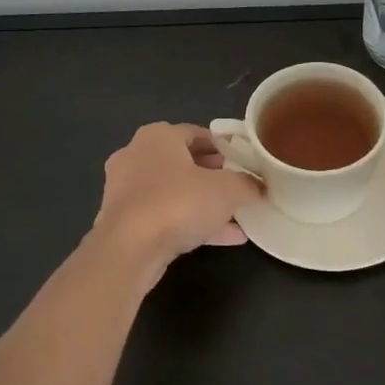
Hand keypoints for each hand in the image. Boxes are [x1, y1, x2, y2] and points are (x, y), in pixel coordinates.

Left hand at [92, 123, 264, 276]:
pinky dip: (190, 223)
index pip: (196, 133)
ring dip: (203, 203)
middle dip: (212, 175)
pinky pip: (164, 216)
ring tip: (236, 216)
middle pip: (183, 162)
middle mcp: (136, 156)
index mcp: (157, 136)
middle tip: (238, 185)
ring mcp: (125, 191)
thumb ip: (248, 184)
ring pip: (174, 192)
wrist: (128, 251)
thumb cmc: (178, 203)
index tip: (243, 161)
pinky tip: (224, 238)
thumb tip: (261, 186)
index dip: (223, 146)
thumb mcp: (227, 190)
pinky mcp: (123, 222)